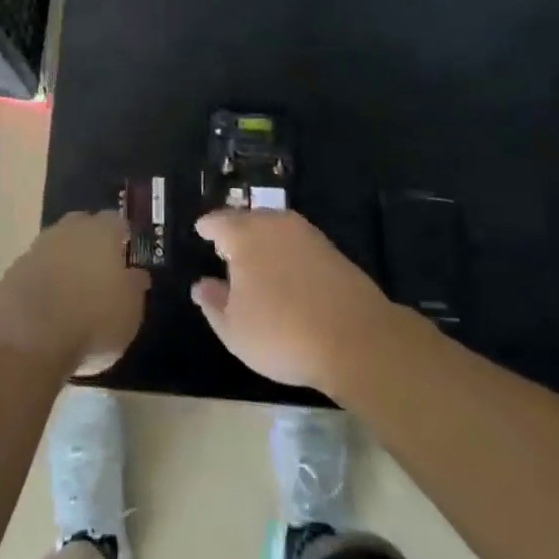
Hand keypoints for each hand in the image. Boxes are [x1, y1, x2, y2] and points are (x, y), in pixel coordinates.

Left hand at [0, 210, 149, 374]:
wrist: (28, 339)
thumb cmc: (93, 320)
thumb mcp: (131, 311)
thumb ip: (134, 286)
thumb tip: (136, 274)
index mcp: (102, 231)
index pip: (117, 222)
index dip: (123, 239)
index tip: (128, 259)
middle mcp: (68, 230)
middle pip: (83, 227)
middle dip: (91, 244)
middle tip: (101, 273)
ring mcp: (36, 248)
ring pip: (57, 247)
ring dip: (65, 263)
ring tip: (74, 293)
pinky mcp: (12, 272)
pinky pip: (36, 271)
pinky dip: (44, 283)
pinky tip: (49, 307)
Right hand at [191, 209, 395, 389]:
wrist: (357, 340)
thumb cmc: (282, 333)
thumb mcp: (234, 329)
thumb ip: (212, 303)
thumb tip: (201, 285)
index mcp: (244, 235)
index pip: (218, 221)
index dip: (207, 228)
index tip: (201, 232)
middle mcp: (274, 224)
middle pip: (248, 219)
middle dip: (235, 230)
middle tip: (226, 248)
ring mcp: (307, 235)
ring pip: (276, 228)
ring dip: (264, 240)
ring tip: (256, 261)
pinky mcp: (333, 250)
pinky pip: (298, 244)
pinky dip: (287, 253)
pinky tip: (287, 274)